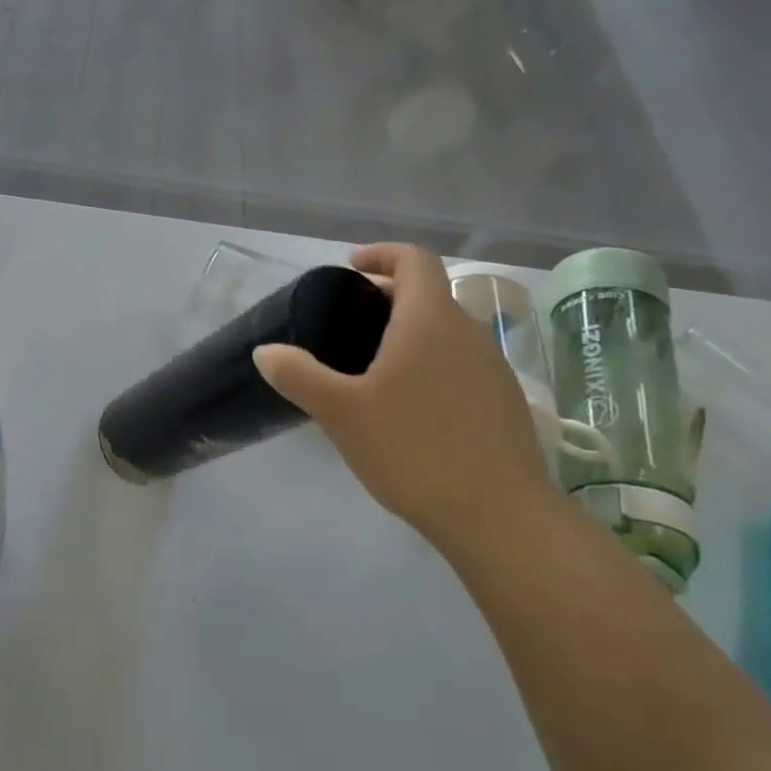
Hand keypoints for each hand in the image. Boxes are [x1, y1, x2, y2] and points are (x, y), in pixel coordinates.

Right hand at [253, 244, 554, 537]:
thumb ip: (298, 375)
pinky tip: (409, 407)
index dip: (382, 253)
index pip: (415, 260)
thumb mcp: (341, 412)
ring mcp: (493, 369)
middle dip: (389, 296)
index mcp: (430, 321)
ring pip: (447, 331)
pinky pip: (462, 363)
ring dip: (411, 332)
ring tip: (373, 366)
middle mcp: (468, 333)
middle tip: (349, 322)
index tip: (351, 268)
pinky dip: (432, 363)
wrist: (499, 517)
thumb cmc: (413, 449)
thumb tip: (265, 351)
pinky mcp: (505, 403)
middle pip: (430, 294)